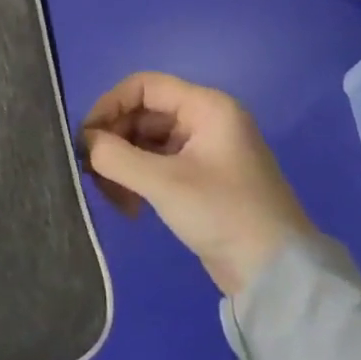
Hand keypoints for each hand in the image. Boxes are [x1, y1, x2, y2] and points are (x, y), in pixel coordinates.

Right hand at [80, 72, 317, 296]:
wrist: (276, 273)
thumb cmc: (222, 213)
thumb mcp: (163, 182)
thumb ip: (114, 155)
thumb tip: (84, 142)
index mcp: (206, 107)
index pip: (143, 86)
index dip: (108, 105)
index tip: (86, 137)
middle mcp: (205, 120)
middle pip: (141, 115)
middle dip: (113, 142)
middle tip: (92, 173)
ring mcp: (203, 149)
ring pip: (144, 142)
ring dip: (121, 165)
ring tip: (112, 197)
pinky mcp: (199, 177)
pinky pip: (155, 164)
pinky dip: (136, 179)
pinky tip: (129, 206)